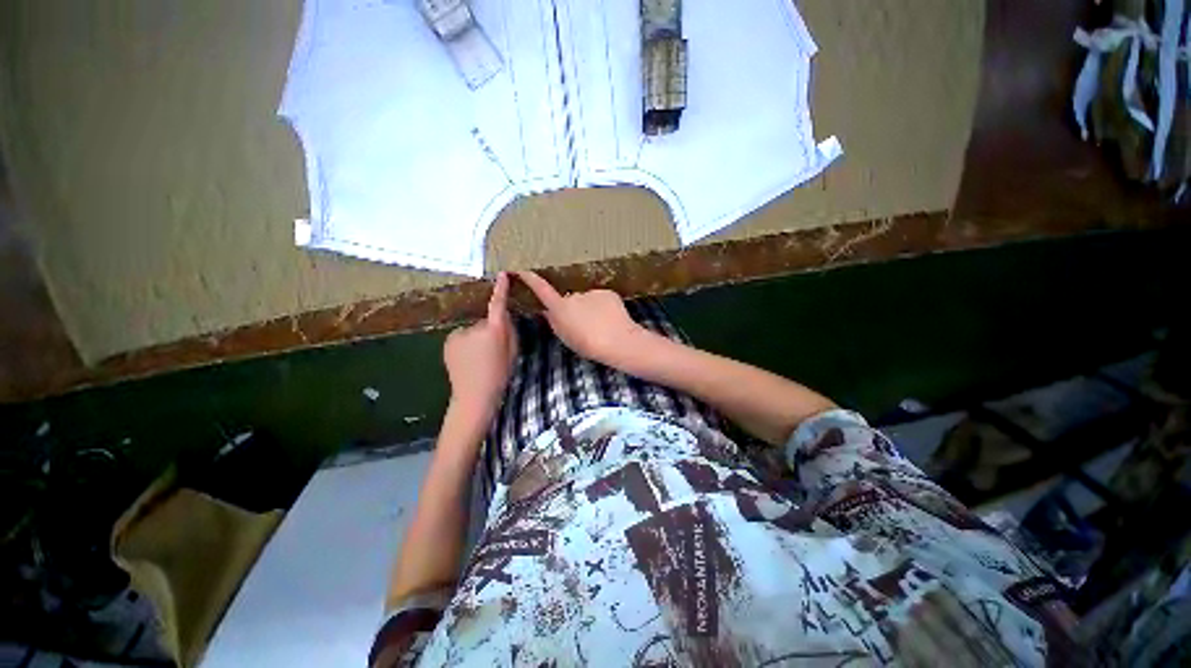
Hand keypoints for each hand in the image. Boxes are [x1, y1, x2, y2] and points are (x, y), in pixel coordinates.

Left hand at [444, 272, 517, 416]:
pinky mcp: (449, 341)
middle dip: (489, 330)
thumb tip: (505, 317)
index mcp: (495, 330)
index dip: (500, 289)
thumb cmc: (499, 374)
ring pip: (472, 330)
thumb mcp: (513, 352)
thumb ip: (510, 331)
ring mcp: (459, 334)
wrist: (475, 395)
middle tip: (491, 351)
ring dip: (476, 338)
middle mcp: (475, 327)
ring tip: (478, 359)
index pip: (498, 304)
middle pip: (485, 322)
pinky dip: (465, 344)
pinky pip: (461, 337)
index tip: (501, 275)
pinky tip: (467, 361)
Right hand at [516, 271, 644, 364]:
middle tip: (585, 327)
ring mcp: (591, 292)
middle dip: (574, 309)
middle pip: (570, 300)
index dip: (531, 279)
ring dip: (591, 309)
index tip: (522, 269)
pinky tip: (611, 319)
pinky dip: (604, 308)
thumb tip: (548, 312)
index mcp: (560, 308)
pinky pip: (602, 300)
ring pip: (588, 300)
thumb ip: (555, 323)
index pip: (541, 289)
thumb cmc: (588, 344)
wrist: (617, 340)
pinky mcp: (607, 293)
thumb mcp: (566, 338)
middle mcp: (573, 295)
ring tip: (601, 325)